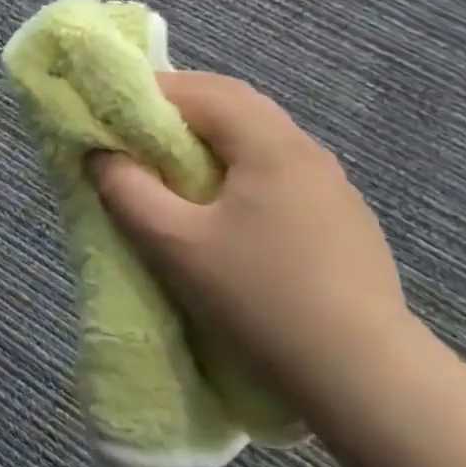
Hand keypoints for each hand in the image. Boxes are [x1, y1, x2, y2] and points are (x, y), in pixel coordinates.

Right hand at [88, 71, 427, 413]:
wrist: (364, 376)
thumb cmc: (258, 297)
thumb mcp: (172, 243)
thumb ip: (127, 191)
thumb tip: (101, 156)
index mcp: (271, 146)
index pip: (205, 90)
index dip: (153, 91)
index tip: (111, 109)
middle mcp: (307, 152)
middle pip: (236, 108)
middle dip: (180, 111)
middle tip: (133, 134)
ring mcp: (332, 188)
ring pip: (258, 142)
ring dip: (209, 142)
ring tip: (168, 170)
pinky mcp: (340, 222)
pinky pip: (276, 174)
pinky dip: (236, 170)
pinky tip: (221, 211)